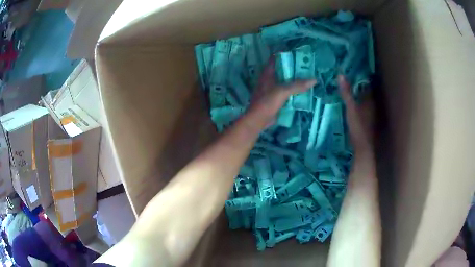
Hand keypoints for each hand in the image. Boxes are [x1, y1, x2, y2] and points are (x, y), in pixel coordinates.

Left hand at [247, 57, 316, 126]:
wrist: (258, 119)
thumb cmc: (267, 102)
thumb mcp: (283, 91)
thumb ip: (298, 85)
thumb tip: (314, 80)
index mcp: (267, 73)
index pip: (275, 59)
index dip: (285, 55)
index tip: (297, 55)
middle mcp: (268, 79)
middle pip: (282, 70)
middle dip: (293, 69)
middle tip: (306, 67)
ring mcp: (270, 89)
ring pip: (284, 82)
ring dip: (293, 81)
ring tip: (307, 78)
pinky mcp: (274, 99)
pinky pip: (285, 92)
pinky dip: (292, 91)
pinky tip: (302, 92)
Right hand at [338, 75, 373, 156]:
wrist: (364, 148)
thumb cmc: (359, 127)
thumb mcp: (350, 109)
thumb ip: (346, 93)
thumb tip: (340, 75)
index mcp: (370, 100)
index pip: (367, 83)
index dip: (361, 76)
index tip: (352, 69)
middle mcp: (373, 105)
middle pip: (366, 91)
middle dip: (359, 84)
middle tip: (348, 76)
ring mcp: (371, 114)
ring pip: (365, 99)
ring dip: (359, 93)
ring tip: (349, 87)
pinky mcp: (368, 121)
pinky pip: (364, 107)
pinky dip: (359, 103)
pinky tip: (353, 103)